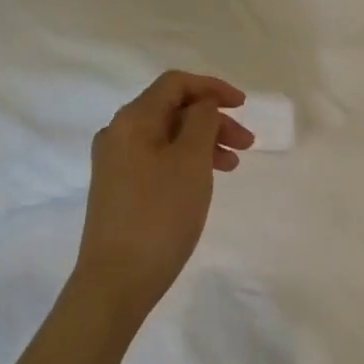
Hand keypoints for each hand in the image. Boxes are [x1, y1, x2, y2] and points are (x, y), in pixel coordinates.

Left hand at [73, 71, 254, 320]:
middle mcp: (118, 133)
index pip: (175, 84)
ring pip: (167, 136)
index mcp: (132, 120)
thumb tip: (202, 104)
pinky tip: (204, 180)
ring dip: (203, 142)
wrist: (117, 279)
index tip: (243, 106)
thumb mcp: (190, 161)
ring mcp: (116, 162)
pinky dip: (186, 160)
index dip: (212, 88)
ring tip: (232, 165)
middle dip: (213, 119)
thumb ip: (201, 121)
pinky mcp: (119, 188)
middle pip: (172, 109)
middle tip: (247, 144)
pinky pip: (158, 159)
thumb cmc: (160, 215)